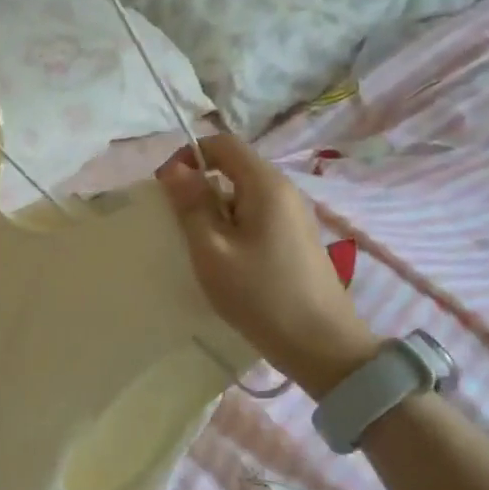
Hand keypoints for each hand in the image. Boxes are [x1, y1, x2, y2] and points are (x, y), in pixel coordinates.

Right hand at [157, 134, 379, 394]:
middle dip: (200, 185)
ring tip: (199, 246)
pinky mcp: (297, 238)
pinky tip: (226, 260)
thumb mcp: (212, 250)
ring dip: (215, 209)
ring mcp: (295, 214)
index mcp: (265, 184)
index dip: (189, 154)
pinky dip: (234, 226)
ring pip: (244, 194)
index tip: (166, 187)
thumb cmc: (260, 295)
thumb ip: (192, 205)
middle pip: (234, 167)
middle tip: (177, 222)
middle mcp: (285, 189)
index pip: (223, 143)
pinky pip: (257, 215)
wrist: (323, 346)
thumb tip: (175, 169)